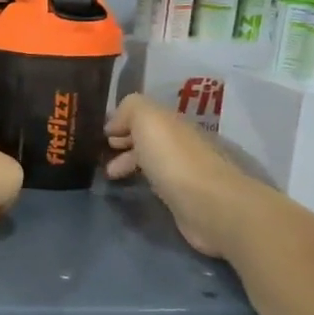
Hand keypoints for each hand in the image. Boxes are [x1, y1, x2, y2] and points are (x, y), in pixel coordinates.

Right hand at [104, 94, 260, 256]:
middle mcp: (182, 143)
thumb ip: (130, 108)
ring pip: (153, 160)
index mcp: (174, 123)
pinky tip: (134, 188)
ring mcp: (187, 171)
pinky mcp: (187, 197)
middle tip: (103, 156)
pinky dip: (143, 180)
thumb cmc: (174, 159)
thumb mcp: (147, 119)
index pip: (146, 115)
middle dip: (125, 143)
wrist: (210, 205)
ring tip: (111, 176)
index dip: (122, 122)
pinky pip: (160, 182)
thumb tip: (115, 124)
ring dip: (130, 163)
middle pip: (150, 137)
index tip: (102, 136)